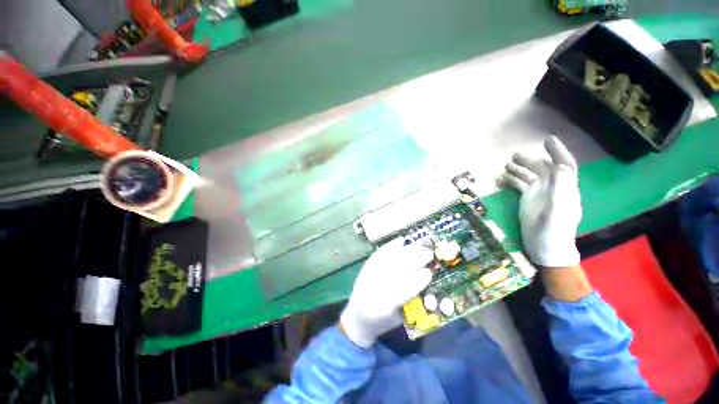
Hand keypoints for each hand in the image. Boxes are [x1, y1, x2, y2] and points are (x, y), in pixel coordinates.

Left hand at [340, 240, 433, 347]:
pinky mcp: (366, 266)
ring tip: (420, 245)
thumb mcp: (400, 318)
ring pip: (390, 258)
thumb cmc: (383, 321)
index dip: (417, 280)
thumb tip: (427, 280)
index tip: (429, 272)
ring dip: (406, 250)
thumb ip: (412, 301)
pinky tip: (402, 240)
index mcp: (384, 306)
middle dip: (414, 259)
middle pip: (396, 268)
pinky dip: (391, 245)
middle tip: (429, 253)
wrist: (357, 316)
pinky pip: (380, 253)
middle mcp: (374, 287)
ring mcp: (368, 274)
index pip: (402, 290)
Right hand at [501, 136, 581, 267]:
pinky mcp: (528, 201)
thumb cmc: (553, 234)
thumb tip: (560, 167)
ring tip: (505, 164)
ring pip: (530, 176)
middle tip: (513, 155)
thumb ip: (561, 191)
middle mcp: (553, 189)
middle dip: (530, 160)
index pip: (565, 166)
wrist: (545, 250)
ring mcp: (539, 195)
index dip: (558, 152)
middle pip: (543, 169)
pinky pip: (520, 186)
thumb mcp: (557, 213)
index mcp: (564, 190)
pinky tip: (501, 178)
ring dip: (519, 169)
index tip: (547, 140)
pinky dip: (512, 180)